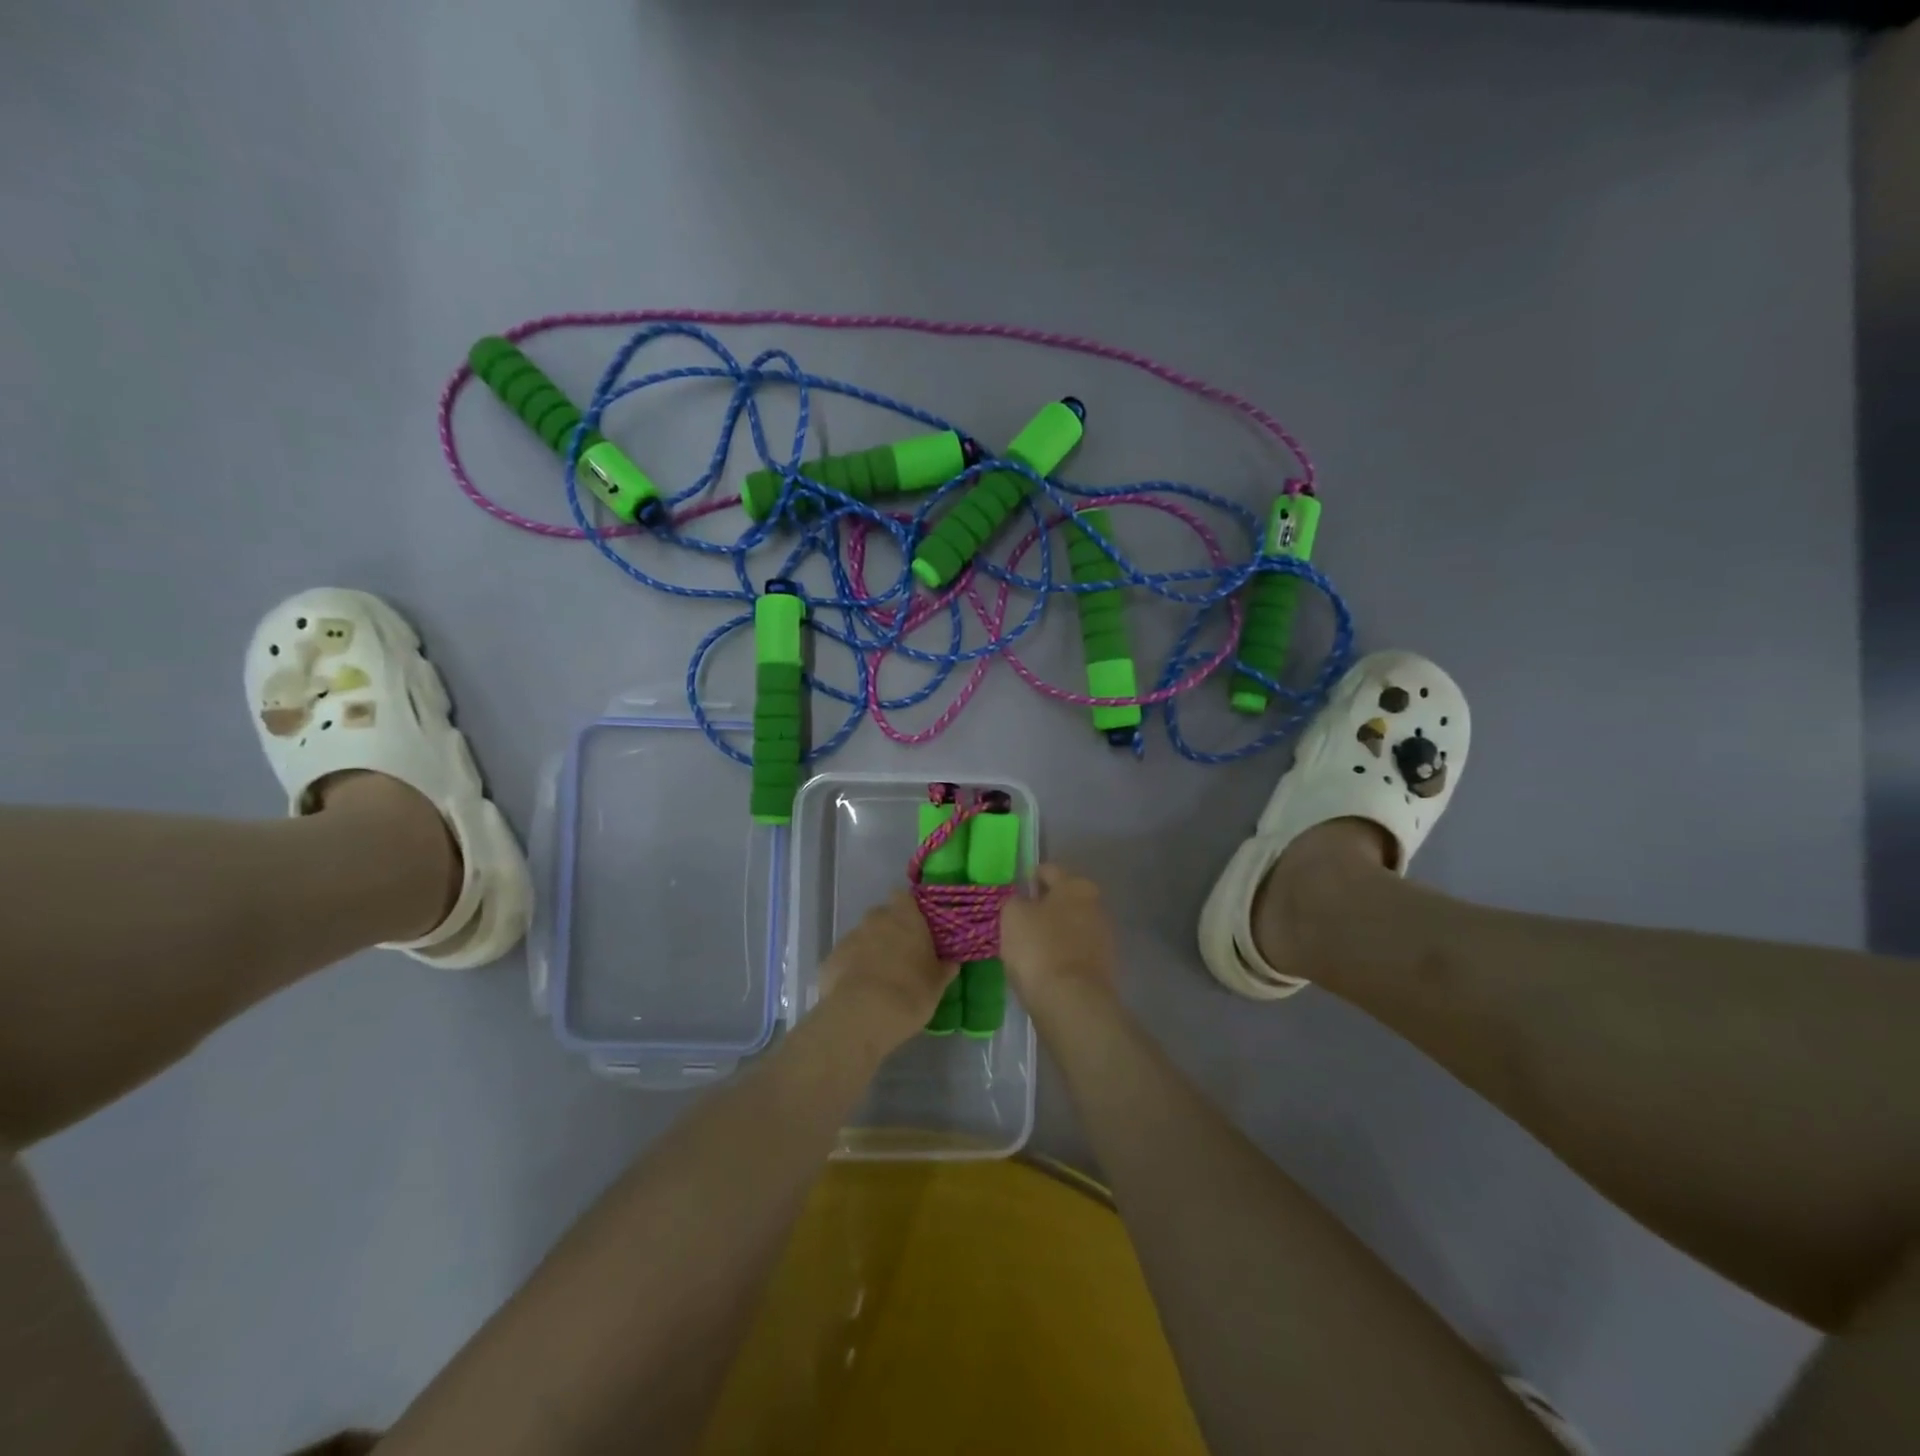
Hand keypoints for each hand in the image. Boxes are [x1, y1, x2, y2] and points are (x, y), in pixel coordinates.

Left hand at [820, 891, 957, 1050]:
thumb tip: (950, 961)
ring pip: (863, 937)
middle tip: (901, 956)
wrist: (862, 1016)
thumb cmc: (910, 992)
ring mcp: (850, 937)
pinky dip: (851, 969)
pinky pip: (845, 958)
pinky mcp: (830, 959)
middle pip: (882, 916)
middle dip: (889, 931)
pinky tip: (858, 992)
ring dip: (870, 950)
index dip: (908, 909)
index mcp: (905, 917)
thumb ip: (944, 968)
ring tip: (879, 980)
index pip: (904, 897)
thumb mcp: (937, 984)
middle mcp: (875, 919)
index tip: (916, 927)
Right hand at [999, 865, 1117, 1012]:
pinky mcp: (1104, 967)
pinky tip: (1044, 965)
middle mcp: (1096, 905)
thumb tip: (1023, 902)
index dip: (1031, 877)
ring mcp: (1104, 937)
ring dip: (1054, 931)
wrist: (1071, 1001)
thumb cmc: (1038, 947)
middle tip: (1021, 918)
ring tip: (1030, 945)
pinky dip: (1061, 954)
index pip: (1049, 870)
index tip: (1017, 889)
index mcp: (1076, 885)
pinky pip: (1076, 951)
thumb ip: (1015, 901)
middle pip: (1065, 898)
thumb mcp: (1012, 915)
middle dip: (1045, 905)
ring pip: (1072, 926)